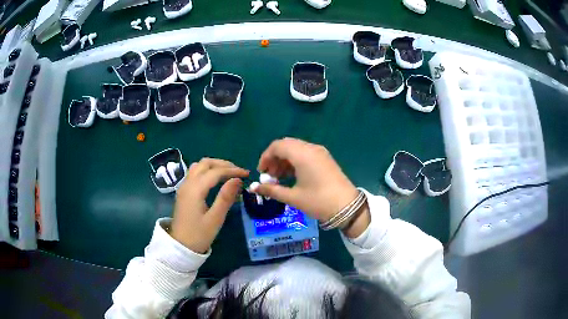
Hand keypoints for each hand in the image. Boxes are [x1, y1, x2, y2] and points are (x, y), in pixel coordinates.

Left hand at [171, 158, 248, 252]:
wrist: (180, 246)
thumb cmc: (199, 235)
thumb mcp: (215, 219)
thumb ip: (225, 198)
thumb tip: (237, 180)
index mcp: (195, 189)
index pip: (216, 171)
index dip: (232, 170)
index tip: (247, 174)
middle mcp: (188, 183)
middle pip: (205, 163)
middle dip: (223, 164)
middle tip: (238, 171)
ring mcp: (184, 186)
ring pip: (199, 166)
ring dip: (214, 166)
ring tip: (228, 173)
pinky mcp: (183, 192)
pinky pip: (195, 173)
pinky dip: (207, 171)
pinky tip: (215, 180)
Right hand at [255, 138, 369, 237]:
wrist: (347, 207)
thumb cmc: (319, 201)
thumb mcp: (293, 197)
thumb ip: (271, 190)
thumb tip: (253, 188)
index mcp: (302, 154)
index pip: (277, 146)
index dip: (265, 157)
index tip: (261, 173)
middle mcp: (311, 148)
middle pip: (286, 145)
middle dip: (274, 159)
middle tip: (270, 176)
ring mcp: (320, 152)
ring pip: (296, 149)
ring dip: (284, 160)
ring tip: (279, 179)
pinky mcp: (325, 158)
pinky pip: (305, 154)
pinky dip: (295, 162)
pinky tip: (292, 176)